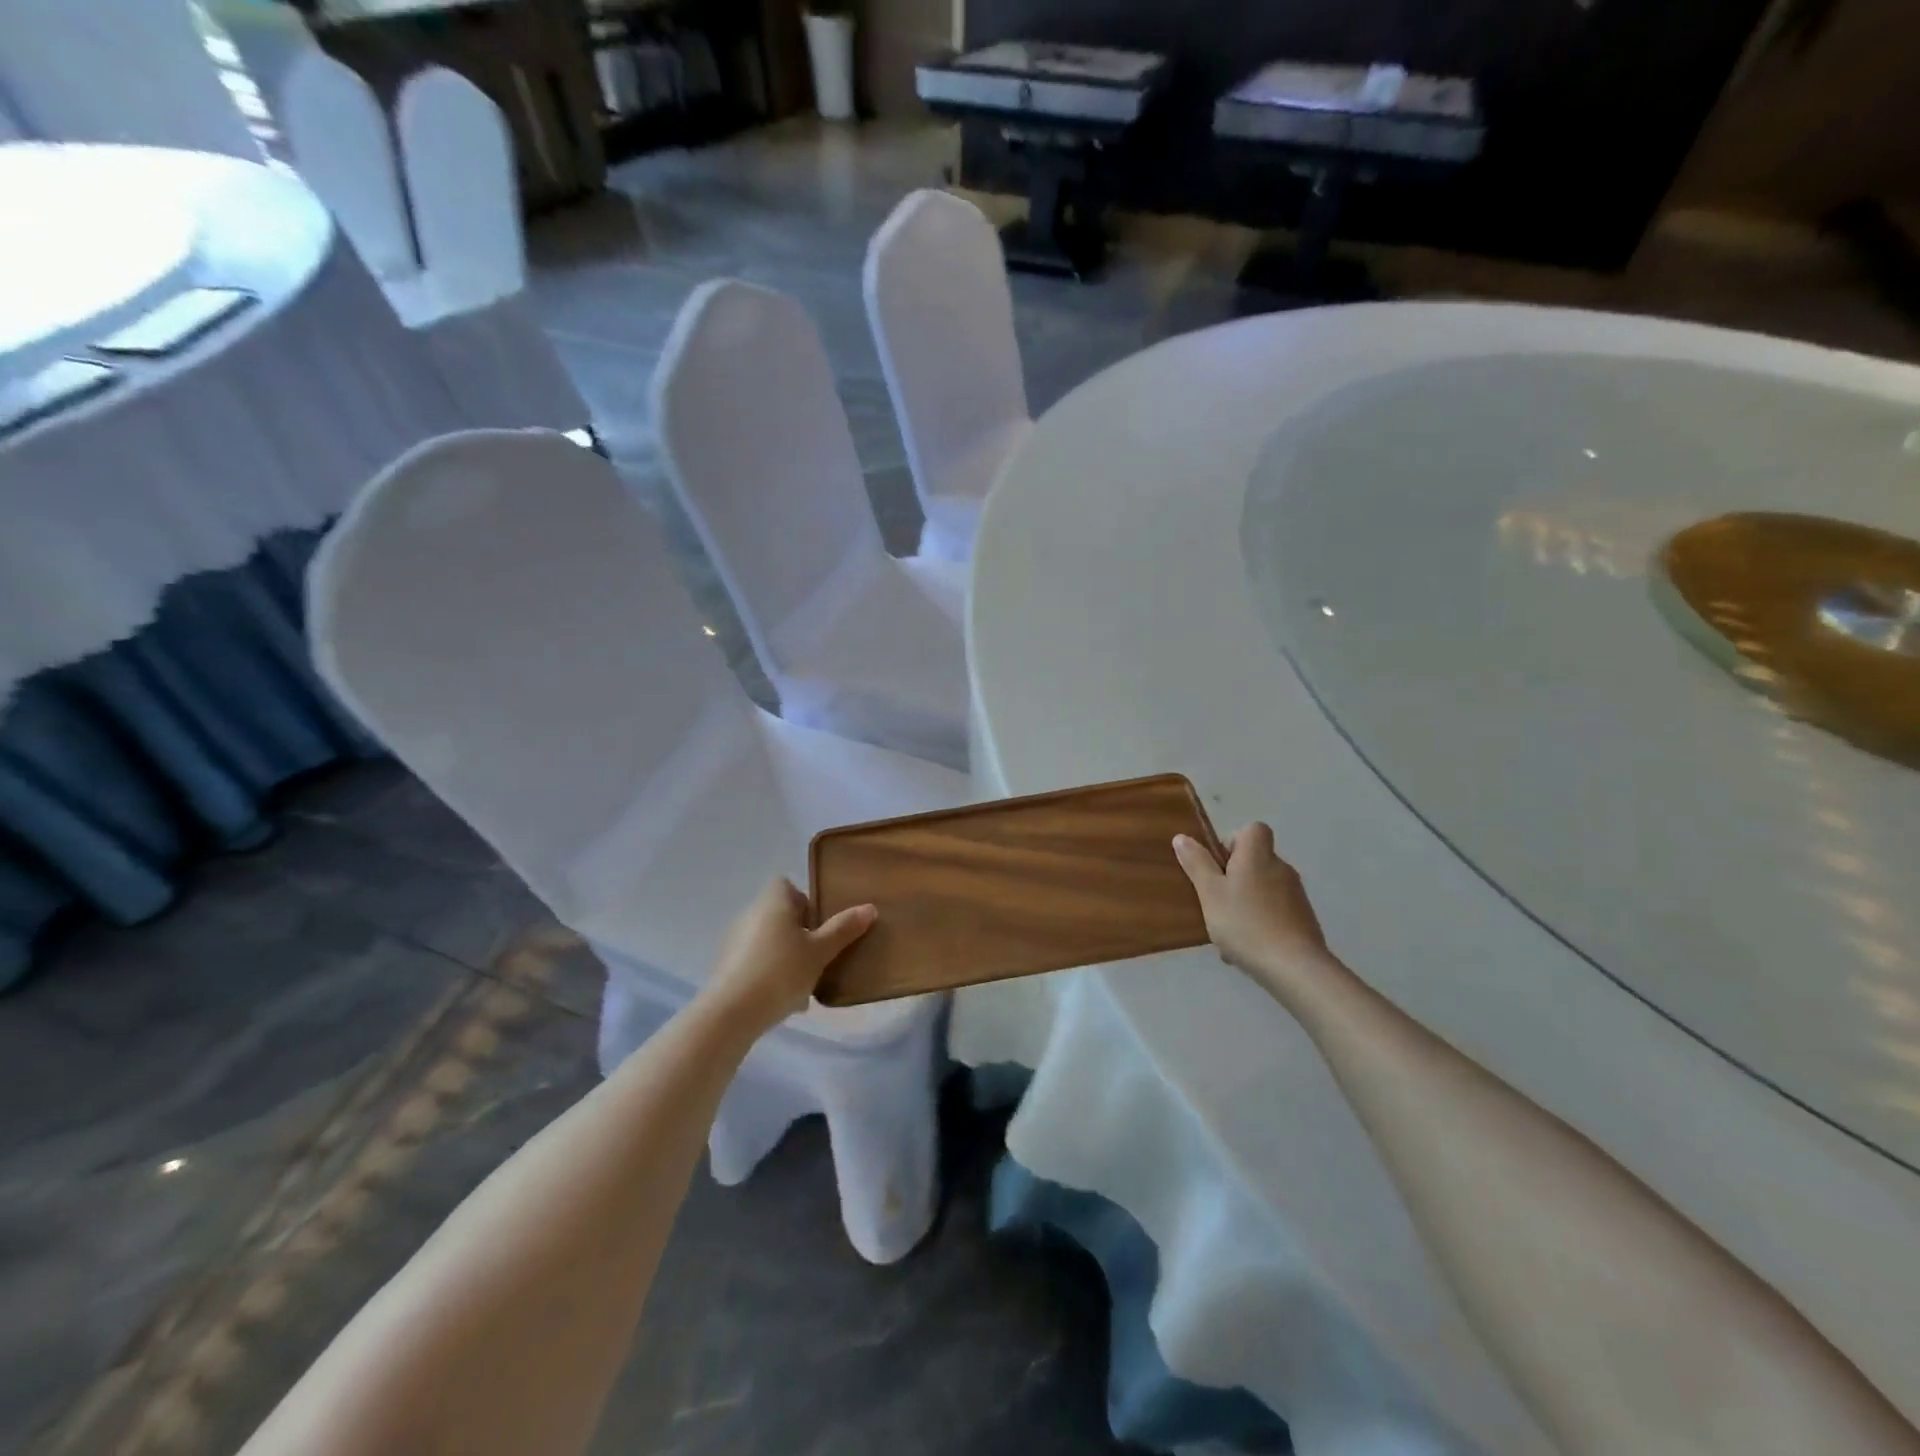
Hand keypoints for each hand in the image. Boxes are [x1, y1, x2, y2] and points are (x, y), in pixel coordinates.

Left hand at [700, 879, 875, 1030]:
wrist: (731, 1013)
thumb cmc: (781, 972)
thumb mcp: (820, 951)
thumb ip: (843, 929)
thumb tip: (869, 907)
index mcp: (773, 901)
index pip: (787, 885)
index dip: (806, 900)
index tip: (821, 923)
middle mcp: (750, 914)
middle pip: (780, 914)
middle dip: (801, 933)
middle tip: (821, 954)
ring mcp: (734, 941)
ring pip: (769, 941)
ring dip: (787, 955)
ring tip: (806, 982)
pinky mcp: (726, 967)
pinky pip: (756, 962)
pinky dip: (771, 974)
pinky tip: (785, 1000)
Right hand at [1173, 823, 1334, 992]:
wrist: (1294, 968)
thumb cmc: (1245, 923)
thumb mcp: (1210, 893)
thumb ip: (1196, 864)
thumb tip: (1182, 837)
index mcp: (1258, 855)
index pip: (1253, 829)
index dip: (1233, 842)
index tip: (1219, 866)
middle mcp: (1281, 868)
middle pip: (1255, 861)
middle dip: (1234, 878)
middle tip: (1215, 902)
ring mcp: (1296, 895)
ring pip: (1262, 889)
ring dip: (1245, 903)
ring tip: (1227, 933)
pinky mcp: (1304, 920)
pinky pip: (1274, 912)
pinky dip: (1260, 923)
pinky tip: (1246, 948)